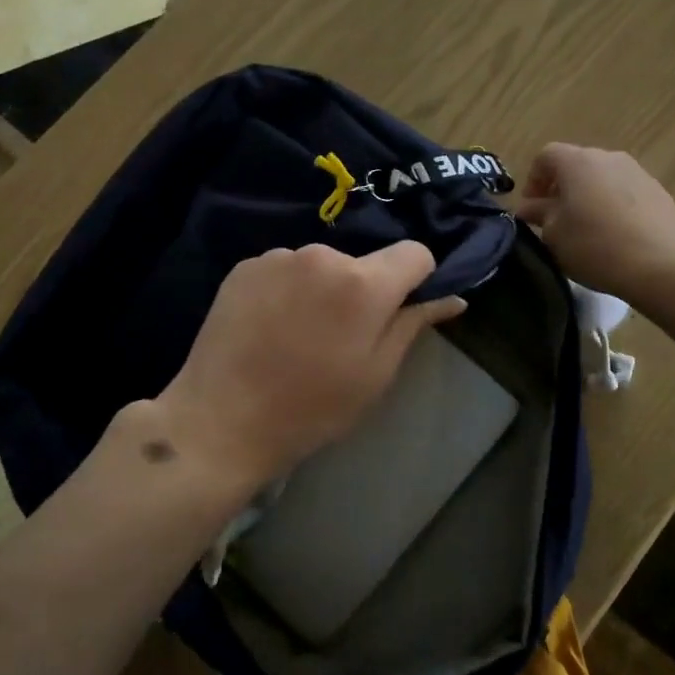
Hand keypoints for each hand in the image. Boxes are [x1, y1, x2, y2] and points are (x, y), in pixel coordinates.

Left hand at [156, 241, 465, 490]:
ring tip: (298, 336)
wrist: (220, 421)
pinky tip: (269, 327)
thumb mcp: (375, 375)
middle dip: (363, 291)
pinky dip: (287, 290)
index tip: (402, 310)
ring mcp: (278, 257)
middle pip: (363, 264)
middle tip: (342, 338)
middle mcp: (322, 254)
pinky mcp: (244, 267)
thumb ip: (414, 324)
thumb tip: (454, 297)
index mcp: (362, 283)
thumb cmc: (311, 408)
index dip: (418, 278)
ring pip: (321, 267)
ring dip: (322, 290)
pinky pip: (285, 270)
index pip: (415, 253)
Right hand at [515, 143, 674, 300]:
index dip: (533, 180)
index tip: (532, 209)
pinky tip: (614, 234)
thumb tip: (529, 207)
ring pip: (603, 178)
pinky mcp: (659, 192)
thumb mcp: (553, 234)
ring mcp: (638, 172)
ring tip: (586, 228)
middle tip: (556, 219)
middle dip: (561, 188)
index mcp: (577, 162)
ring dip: (588, 196)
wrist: (659, 265)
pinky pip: (626, 192)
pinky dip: (613, 206)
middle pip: (576, 164)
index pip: (545, 156)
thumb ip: (538, 214)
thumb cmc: (593, 245)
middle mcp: (608, 157)